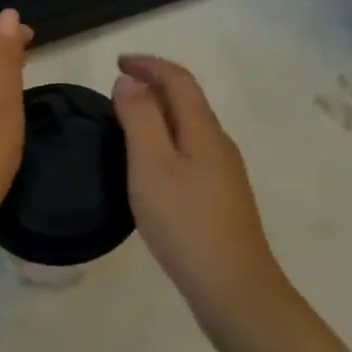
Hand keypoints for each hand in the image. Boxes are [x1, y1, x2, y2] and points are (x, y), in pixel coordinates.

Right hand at [112, 54, 288, 324]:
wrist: (234, 289)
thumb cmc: (186, 223)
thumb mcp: (152, 166)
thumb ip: (140, 118)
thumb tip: (130, 81)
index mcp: (204, 129)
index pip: (178, 79)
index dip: (149, 64)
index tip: (118, 62)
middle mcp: (219, 143)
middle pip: (188, 100)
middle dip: (154, 85)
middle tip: (118, 89)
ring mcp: (224, 172)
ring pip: (190, 127)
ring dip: (160, 113)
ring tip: (128, 122)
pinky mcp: (221, 198)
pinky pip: (191, 151)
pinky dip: (167, 141)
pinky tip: (151, 166)